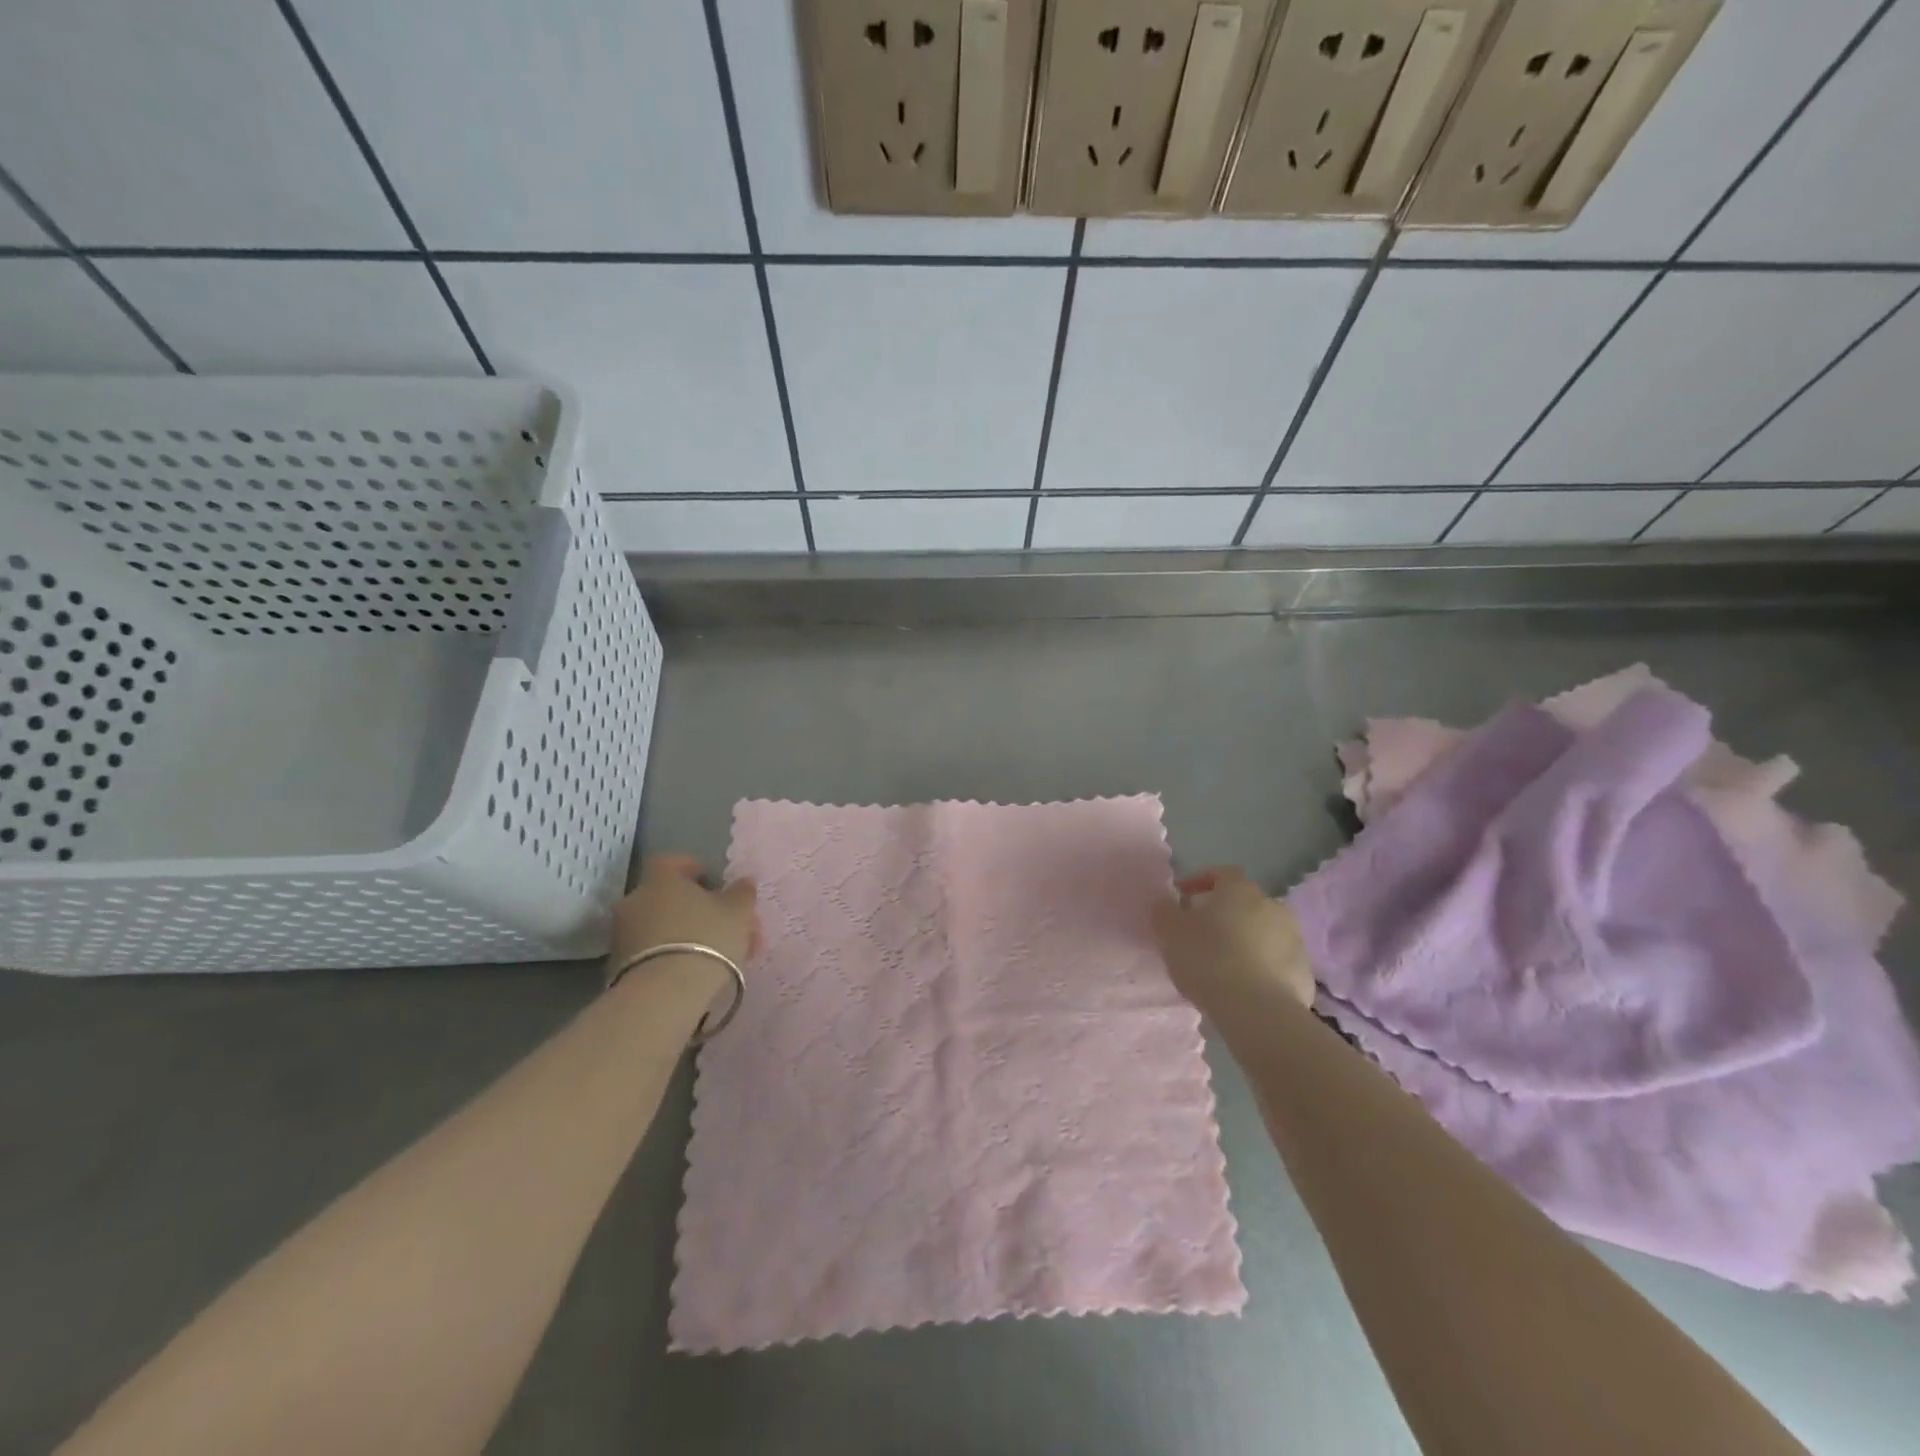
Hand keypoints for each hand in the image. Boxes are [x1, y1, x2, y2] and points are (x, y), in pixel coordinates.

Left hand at [611, 854, 758, 968]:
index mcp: (661, 879)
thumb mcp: (738, 912)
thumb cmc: (706, 938)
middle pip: (667, 896)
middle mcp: (635, 900)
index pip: (671, 862)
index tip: (713, 884)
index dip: (693, 869)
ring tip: (716, 953)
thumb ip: (742, 892)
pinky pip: (651, 950)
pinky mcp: (618, 966)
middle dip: (695, 908)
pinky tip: (695, 970)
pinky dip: (672, 954)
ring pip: (661, 926)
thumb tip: (743, 881)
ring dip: (685, 933)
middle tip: (723, 924)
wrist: (664, 994)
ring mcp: (623, 934)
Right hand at [1152, 866, 1314, 1013]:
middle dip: (1224, 915)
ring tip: (1222, 966)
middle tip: (1201, 935)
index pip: (1221, 873)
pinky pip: (1276, 963)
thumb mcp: (1169, 931)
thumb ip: (1164, 911)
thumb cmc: (1208, 959)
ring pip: (1263, 933)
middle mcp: (1272, 906)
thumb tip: (1165, 903)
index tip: (1182, 898)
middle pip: (1244, 903)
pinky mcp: (1304, 973)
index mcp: (1240, 889)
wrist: (1257, 1011)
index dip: (1200, 882)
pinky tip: (1243, 988)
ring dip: (1245, 942)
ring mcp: (1294, 940)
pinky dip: (1261, 969)